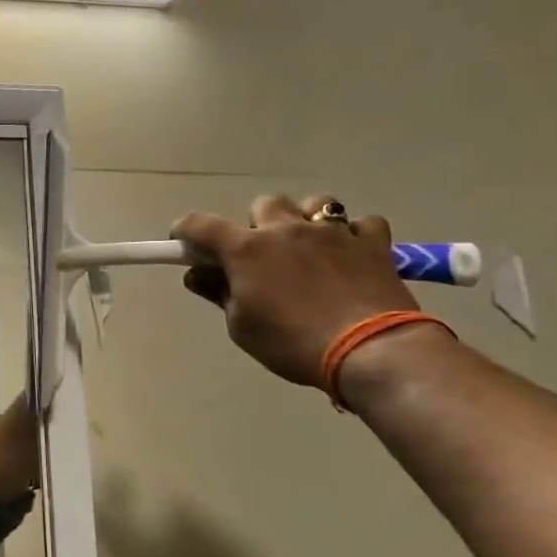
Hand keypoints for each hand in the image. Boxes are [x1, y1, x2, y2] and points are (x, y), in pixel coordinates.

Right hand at [172, 194, 419, 386]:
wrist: (371, 351)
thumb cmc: (293, 342)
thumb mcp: (242, 327)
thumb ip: (219, 293)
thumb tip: (199, 275)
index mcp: (246, 249)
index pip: (200, 224)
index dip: (185, 230)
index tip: (183, 243)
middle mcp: (285, 229)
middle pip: (263, 205)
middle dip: (257, 226)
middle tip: (261, 256)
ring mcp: (333, 231)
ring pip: (314, 205)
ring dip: (305, 221)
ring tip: (309, 248)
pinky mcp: (373, 243)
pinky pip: (362, 223)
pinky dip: (353, 235)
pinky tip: (351, 255)